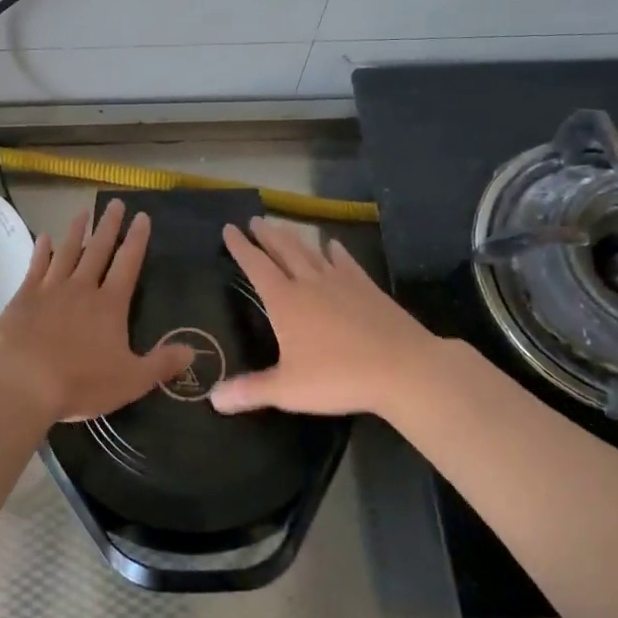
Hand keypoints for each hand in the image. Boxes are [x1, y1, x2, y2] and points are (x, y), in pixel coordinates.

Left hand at [0, 199, 195, 424]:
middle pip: (98, 250)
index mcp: (110, 305)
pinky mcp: (24, 297)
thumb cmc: (80, 382)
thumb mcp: (131, 380)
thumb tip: (193, 351)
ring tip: (84, 211)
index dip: (137, 239)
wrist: (23, 381)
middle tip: (115, 203)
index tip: (142, 217)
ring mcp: (51, 289)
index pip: (128, 264)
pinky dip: (42, 250)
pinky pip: (36, 266)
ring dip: (77, 231)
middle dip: (109, 226)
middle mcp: (82, 288)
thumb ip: (162, 364)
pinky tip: (44, 237)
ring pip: (67, 251)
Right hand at [211, 218, 444, 418]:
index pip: (256, 266)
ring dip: (294, 237)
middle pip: (283, 250)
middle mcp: (310, 283)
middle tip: (255, 219)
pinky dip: (335, 251)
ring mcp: (341, 282)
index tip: (229, 228)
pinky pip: (345, 262)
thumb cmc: (339, 376)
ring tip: (282, 226)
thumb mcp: (288, 389)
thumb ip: (249, 391)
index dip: (240, 247)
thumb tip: (213, 398)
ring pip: (311, 251)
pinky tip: (332, 245)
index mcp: (285, 301)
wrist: (403, 367)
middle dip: (266, 235)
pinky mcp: (367, 288)